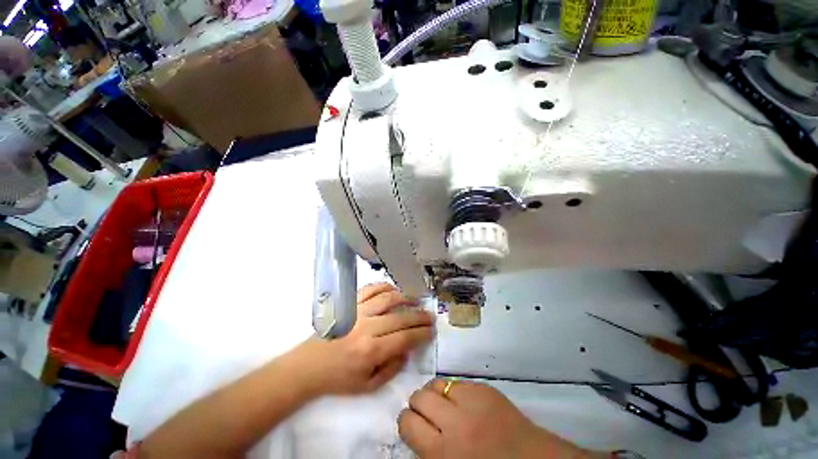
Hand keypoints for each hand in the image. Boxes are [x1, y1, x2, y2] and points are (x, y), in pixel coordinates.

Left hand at [294, 283, 433, 395]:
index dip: (421, 333)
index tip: (431, 330)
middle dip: (419, 316)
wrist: (308, 366)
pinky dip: (384, 286)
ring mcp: (357, 312)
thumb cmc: (338, 378)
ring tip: (416, 299)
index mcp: (371, 351)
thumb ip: (392, 368)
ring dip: (405, 297)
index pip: (405, 338)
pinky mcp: (349, 303)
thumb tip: (408, 349)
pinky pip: (370, 289)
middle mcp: (367, 328)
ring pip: (387, 298)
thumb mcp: (368, 385)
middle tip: (429, 316)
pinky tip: (393, 290)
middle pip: (400, 317)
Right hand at [398, 380, 596, 458]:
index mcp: (443, 453)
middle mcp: (454, 422)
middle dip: (418, 405)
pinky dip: (453, 390)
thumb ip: (430, 452)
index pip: (407, 423)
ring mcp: (471, 400)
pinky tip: (460, 400)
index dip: (406, 422)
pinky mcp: (484, 388)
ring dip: (433, 393)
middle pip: (419, 397)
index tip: (412, 425)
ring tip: (442, 403)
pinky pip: (457, 382)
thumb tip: (416, 430)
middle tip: (427, 414)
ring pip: (435, 383)